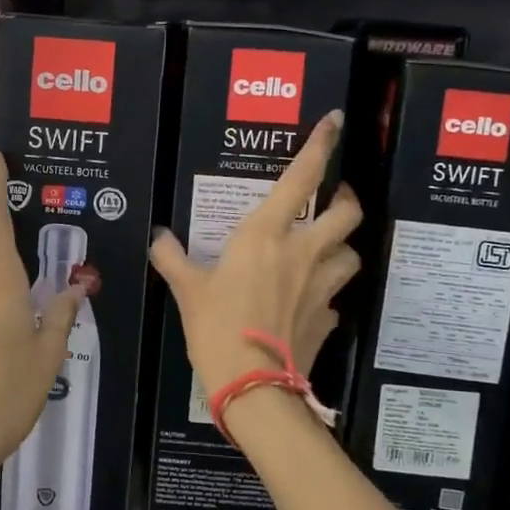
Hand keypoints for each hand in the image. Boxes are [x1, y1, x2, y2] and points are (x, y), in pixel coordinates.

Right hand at [149, 111, 362, 407]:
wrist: (253, 387)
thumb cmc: (217, 327)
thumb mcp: (187, 289)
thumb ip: (172, 258)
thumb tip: (158, 239)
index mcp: (266, 235)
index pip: (302, 178)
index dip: (321, 145)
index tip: (334, 121)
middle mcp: (303, 252)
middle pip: (347, 212)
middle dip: (345, 198)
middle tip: (332, 198)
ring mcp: (322, 287)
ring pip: (351, 253)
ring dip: (341, 246)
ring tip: (324, 249)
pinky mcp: (328, 319)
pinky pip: (335, 297)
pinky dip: (326, 293)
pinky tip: (309, 301)